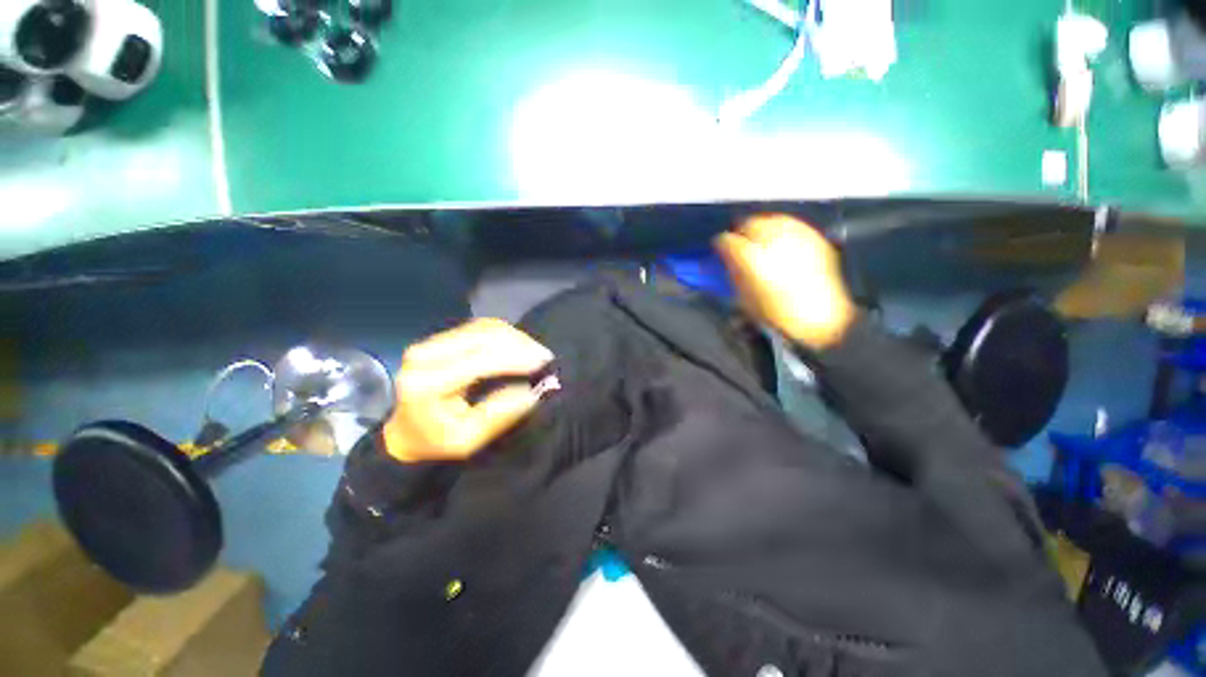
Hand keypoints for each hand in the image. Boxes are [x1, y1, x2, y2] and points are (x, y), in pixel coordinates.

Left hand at [382, 318, 553, 462]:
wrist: (407, 430)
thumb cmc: (437, 440)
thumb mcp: (468, 440)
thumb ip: (499, 415)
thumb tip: (532, 390)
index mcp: (425, 384)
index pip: (477, 361)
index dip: (514, 359)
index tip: (543, 362)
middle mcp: (425, 355)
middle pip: (482, 337)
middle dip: (519, 344)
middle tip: (545, 357)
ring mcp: (432, 341)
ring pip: (484, 328)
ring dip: (515, 337)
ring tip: (537, 353)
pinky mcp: (443, 337)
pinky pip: (482, 327)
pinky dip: (507, 334)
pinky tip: (522, 346)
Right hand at [714, 215, 855, 349]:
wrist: (820, 320)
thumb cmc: (775, 315)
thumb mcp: (744, 297)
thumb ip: (734, 272)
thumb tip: (727, 259)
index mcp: (750, 258)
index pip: (726, 240)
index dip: (720, 244)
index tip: (720, 249)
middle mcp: (773, 241)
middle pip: (750, 224)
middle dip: (741, 233)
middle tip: (739, 244)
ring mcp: (797, 237)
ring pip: (772, 220)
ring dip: (762, 229)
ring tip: (760, 242)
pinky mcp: (814, 238)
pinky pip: (792, 225)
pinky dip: (782, 231)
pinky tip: (781, 243)